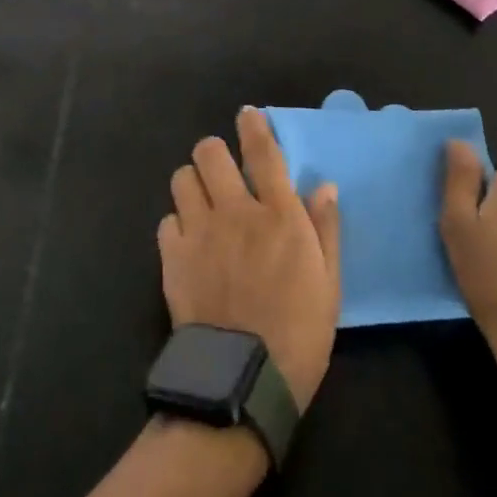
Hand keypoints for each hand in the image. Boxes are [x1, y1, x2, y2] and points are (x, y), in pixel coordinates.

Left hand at [158, 108, 341, 409]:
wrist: (243, 381)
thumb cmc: (298, 334)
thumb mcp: (329, 284)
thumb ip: (325, 229)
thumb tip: (324, 186)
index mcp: (279, 215)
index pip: (263, 152)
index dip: (254, 126)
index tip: (247, 115)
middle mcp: (236, 211)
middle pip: (210, 153)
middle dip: (214, 153)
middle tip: (221, 170)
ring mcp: (200, 232)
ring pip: (182, 178)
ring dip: (192, 183)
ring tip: (201, 201)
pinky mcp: (173, 257)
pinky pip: (166, 220)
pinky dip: (177, 223)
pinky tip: (188, 241)